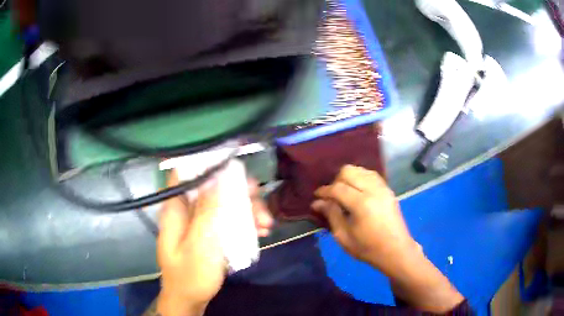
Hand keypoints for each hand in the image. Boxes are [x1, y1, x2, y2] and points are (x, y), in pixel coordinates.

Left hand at [157, 171, 272, 315]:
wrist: (190, 298)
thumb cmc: (190, 275)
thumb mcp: (200, 245)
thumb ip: (208, 212)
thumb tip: (218, 177)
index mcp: (176, 208)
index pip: (186, 171)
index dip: (208, 163)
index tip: (235, 167)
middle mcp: (187, 209)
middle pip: (213, 186)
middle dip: (239, 193)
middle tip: (260, 205)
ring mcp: (199, 220)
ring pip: (224, 202)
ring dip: (247, 209)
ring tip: (266, 225)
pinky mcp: (209, 231)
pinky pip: (227, 218)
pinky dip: (245, 222)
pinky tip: (260, 232)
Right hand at [312, 165, 417, 274]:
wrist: (396, 250)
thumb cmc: (368, 248)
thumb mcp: (344, 237)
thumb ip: (331, 215)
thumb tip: (317, 202)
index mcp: (361, 204)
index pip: (338, 188)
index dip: (324, 190)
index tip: (316, 196)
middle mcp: (373, 190)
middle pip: (349, 171)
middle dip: (336, 180)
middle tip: (332, 195)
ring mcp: (383, 188)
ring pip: (360, 170)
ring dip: (349, 177)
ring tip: (344, 192)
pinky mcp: (388, 189)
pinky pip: (371, 175)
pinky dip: (361, 177)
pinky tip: (357, 190)